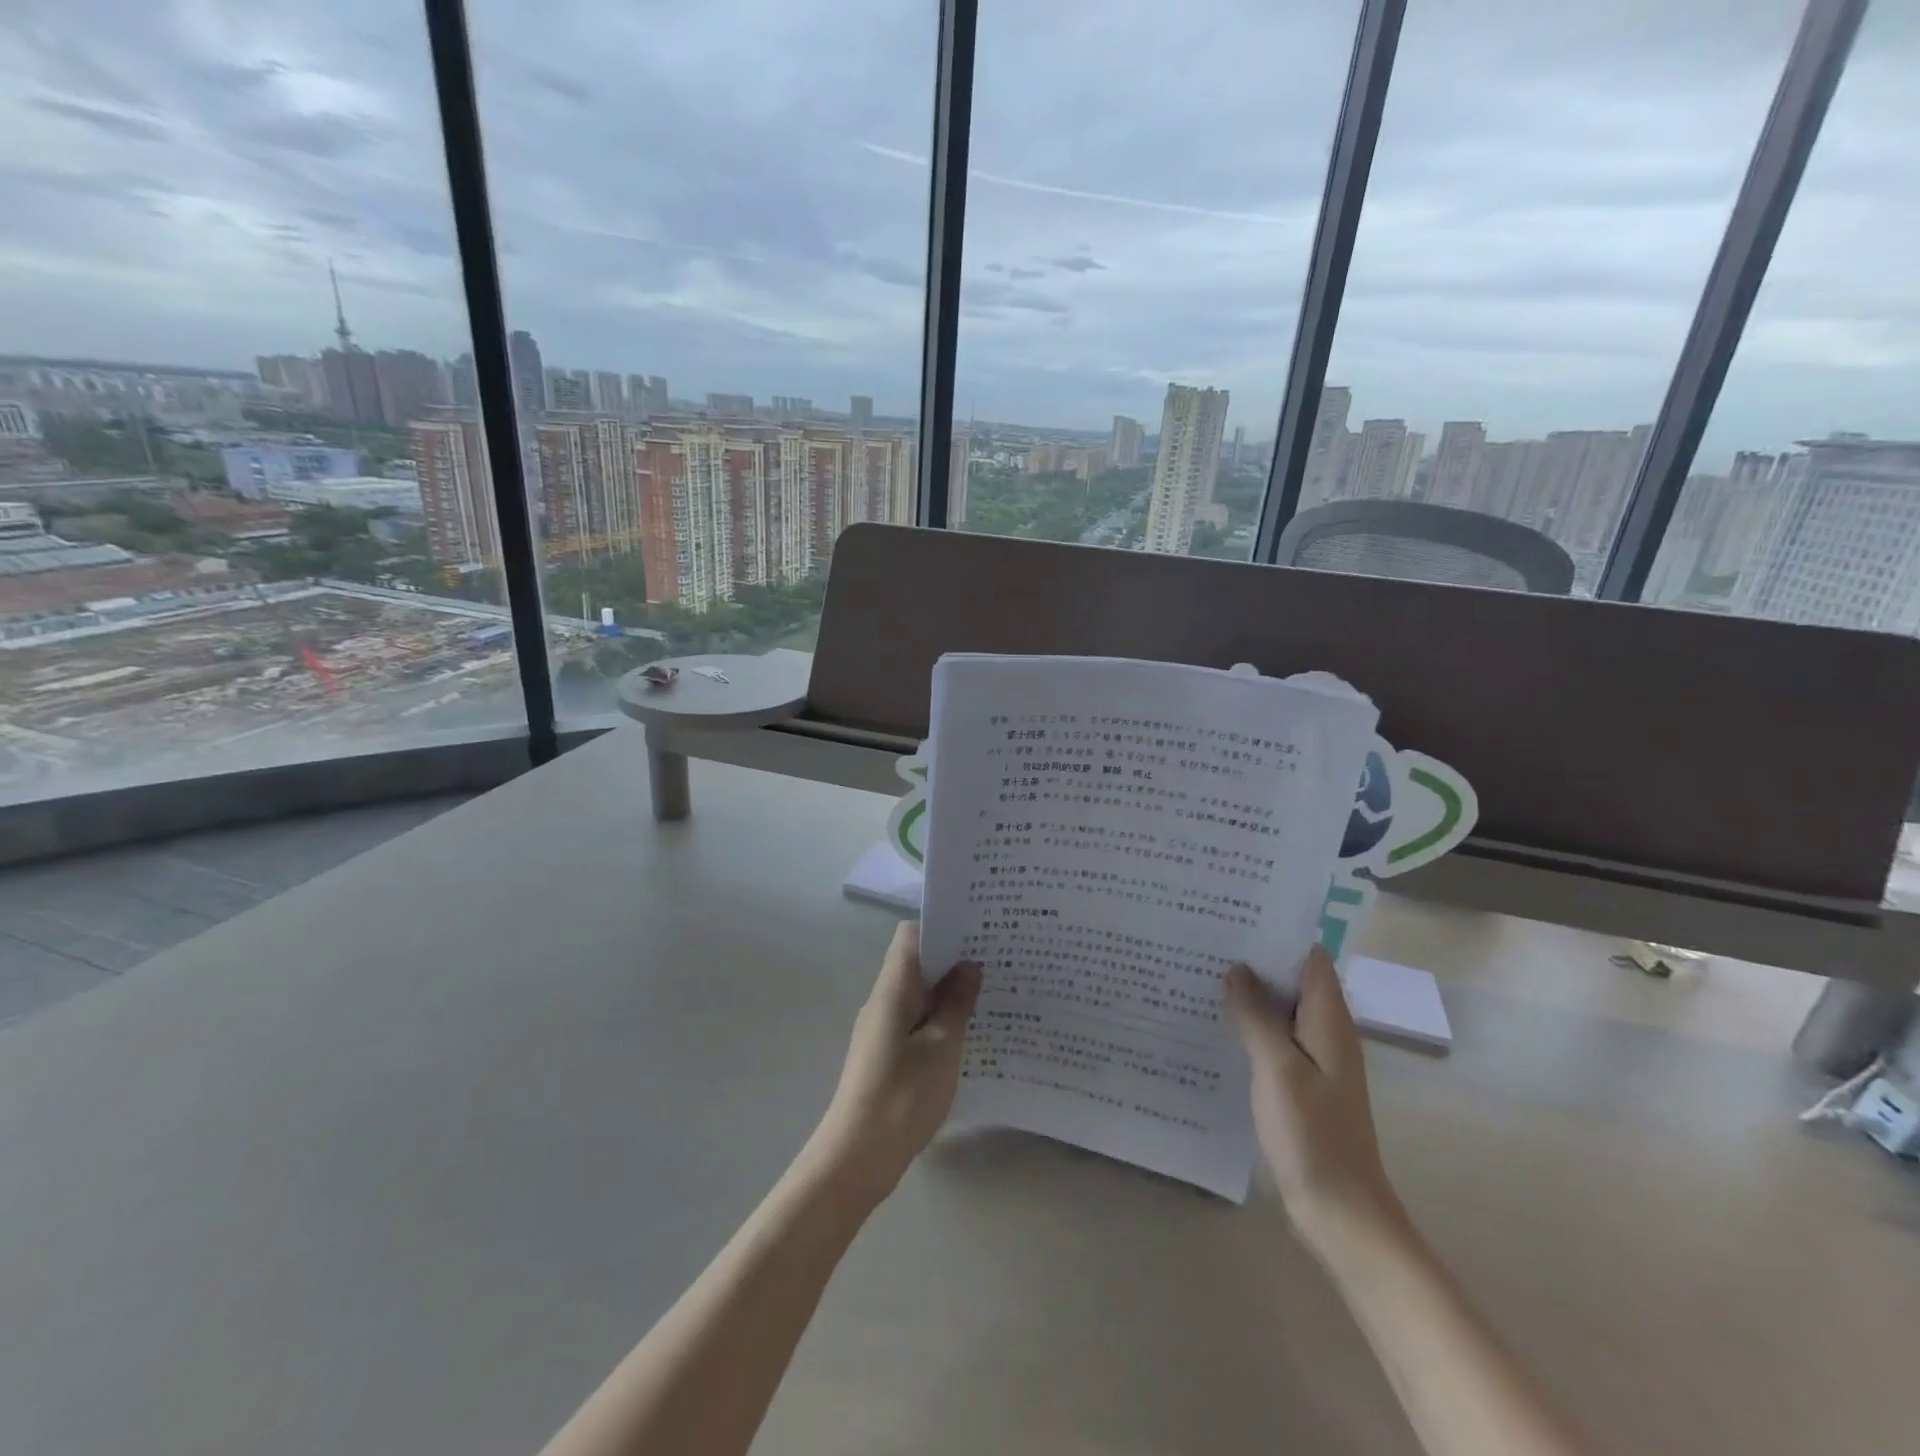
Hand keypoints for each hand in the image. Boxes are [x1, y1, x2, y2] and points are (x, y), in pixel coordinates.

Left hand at [810, 922, 980, 1208]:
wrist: (856, 1159)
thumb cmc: (901, 1097)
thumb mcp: (941, 1048)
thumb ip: (956, 1004)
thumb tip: (968, 966)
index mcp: (892, 990)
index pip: (910, 937)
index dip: (941, 928)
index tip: (977, 932)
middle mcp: (883, 1001)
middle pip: (917, 963)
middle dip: (954, 960)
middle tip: (996, 963)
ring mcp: (882, 1029)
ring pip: (919, 995)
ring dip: (949, 993)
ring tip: (992, 995)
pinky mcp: (886, 1054)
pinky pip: (916, 1021)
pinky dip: (941, 1019)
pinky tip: (970, 1035)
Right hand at [1225, 947, 1401, 1254]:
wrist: (1342, 1212)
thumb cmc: (1313, 1136)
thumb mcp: (1278, 1069)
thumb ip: (1257, 1016)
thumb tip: (1237, 970)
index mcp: (1330, 1020)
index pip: (1308, 956)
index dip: (1275, 932)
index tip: (1233, 915)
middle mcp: (1326, 1031)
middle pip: (1292, 978)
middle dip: (1254, 958)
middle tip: (1204, 939)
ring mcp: (1315, 1059)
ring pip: (1281, 1008)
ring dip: (1249, 992)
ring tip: (1201, 971)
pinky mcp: (1301, 1082)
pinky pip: (1274, 1037)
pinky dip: (1250, 1024)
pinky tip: (1215, 1023)